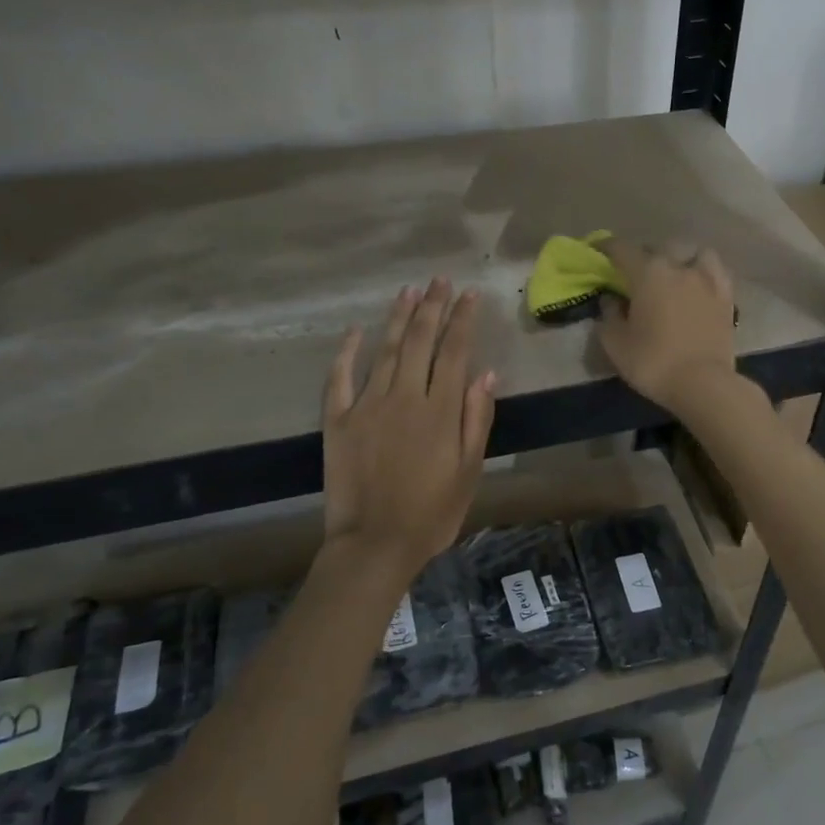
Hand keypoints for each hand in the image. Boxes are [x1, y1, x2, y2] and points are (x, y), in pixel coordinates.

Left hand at [323, 279, 495, 577]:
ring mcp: (368, 405)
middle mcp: (405, 397)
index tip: (470, 294)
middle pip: (420, 342)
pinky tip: (355, 331)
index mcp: (441, 411)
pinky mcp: (338, 420)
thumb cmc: (432, 513)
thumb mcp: (470, 471)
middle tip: (439, 280)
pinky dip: (347, 352)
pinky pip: (340, 377)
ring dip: (398, 318)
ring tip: (409, 291)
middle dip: (432, 307)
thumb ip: (477, 419)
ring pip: (386, 351)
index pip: (455, 352)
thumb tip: (486, 373)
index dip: (463, 320)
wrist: (375, 544)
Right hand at [596, 239, 737, 414]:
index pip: (622, 249)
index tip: (598, 251)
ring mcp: (706, 279)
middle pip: (657, 248)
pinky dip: (703, 270)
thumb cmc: (653, 362)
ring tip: (672, 272)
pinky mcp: (726, 296)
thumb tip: (610, 300)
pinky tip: (698, 282)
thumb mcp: (616, 344)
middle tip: (633, 272)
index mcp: (648, 273)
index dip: (606, 247)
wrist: (704, 384)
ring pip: (691, 252)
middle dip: (642, 255)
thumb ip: (609, 316)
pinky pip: (714, 271)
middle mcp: (678, 266)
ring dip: (678, 257)